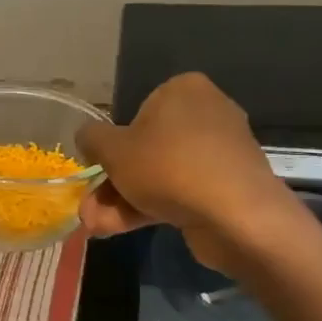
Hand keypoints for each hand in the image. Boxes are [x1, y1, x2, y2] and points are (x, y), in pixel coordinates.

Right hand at [76, 73, 304, 273]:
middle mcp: (206, 113)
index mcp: (184, 90)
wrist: (235, 215)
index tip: (97, 168)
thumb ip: (92, 139)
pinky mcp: (226, 186)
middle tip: (90, 207)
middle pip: (146, 149)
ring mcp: (219, 153)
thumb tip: (86, 137)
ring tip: (95, 226)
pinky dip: (150, 208)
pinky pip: (180, 192)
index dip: (113, 144)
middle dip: (113, 183)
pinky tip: (117, 230)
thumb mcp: (113, 149)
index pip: (138, 111)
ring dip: (123, 201)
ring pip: (159, 175)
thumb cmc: (168, 166)